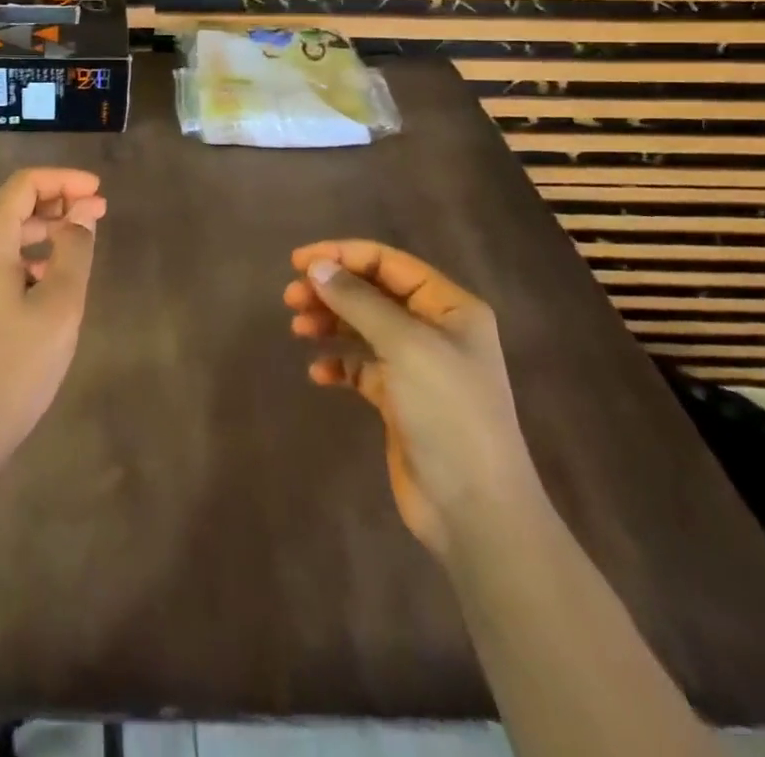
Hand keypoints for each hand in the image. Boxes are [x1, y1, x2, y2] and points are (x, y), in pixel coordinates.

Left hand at [0, 167, 105, 469]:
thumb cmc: (15, 365)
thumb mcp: (58, 305)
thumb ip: (74, 250)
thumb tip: (82, 212)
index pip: (23, 185)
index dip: (63, 180)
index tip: (99, 191)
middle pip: (14, 205)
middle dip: (58, 201)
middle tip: (100, 212)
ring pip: (9, 234)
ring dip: (47, 228)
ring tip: (85, 240)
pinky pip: (3, 260)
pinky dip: (33, 255)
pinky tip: (57, 277)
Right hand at [283, 240, 538, 556]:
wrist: (474, 509)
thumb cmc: (447, 412)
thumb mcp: (404, 345)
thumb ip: (358, 300)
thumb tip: (316, 267)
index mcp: (450, 307)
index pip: (388, 263)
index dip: (342, 255)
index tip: (298, 262)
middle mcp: (436, 330)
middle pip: (372, 292)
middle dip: (331, 290)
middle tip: (290, 298)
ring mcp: (418, 367)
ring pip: (362, 327)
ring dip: (329, 322)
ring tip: (297, 329)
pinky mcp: (400, 400)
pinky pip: (361, 367)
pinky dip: (338, 364)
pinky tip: (319, 374)